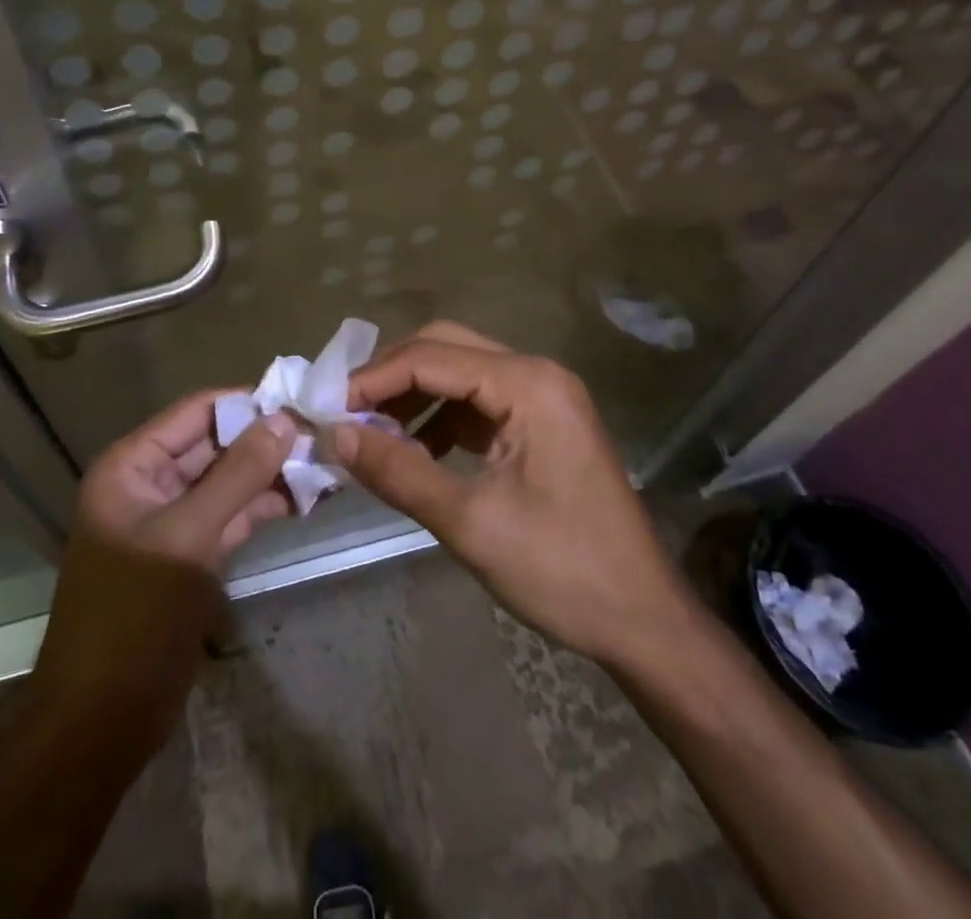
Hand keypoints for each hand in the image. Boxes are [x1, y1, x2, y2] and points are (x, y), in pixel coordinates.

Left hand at [28, 389, 293, 753]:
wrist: (101, 722)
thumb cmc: (134, 616)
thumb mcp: (189, 537)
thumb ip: (238, 475)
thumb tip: (284, 419)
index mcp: (132, 466)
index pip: (196, 413)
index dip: (246, 403)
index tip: (301, 398)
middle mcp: (149, 484)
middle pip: (214, 445)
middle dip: (265, 440)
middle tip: (324, 433)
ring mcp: (172, 521)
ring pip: (227, 481)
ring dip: (270, 473)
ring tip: (325, 463)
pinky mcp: (190, 555)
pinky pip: (230, 515)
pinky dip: (263, 506)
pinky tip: (304, 499)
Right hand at [331, 322, 698, 671]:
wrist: (644, 621)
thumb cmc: (562, 570)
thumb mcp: (470, 522)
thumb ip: (400, 471)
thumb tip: (337, 435)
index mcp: (527, 384)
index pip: (431, 358)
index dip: (373, 378)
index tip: (327, 409)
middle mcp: (536, 374)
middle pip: (445, 349)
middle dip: (391, 377)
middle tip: (346, 412)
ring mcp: (543, 397)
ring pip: (460, 373)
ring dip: (414, 397)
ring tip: (371, 433)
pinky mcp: (542, 423)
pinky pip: (478, 402)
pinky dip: (440, 419)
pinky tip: (414, 451)